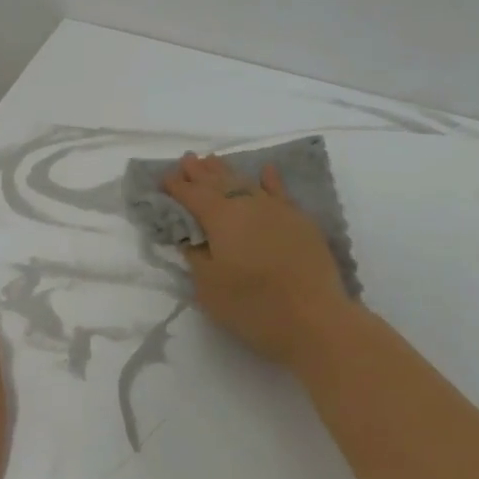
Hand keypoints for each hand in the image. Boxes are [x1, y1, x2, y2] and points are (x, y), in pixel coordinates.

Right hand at [163, 152, 355, 365]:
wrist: (314, 318)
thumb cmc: (252, 306)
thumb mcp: (209, 288)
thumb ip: (196, 257)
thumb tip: (191, 238)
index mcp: (220, 218)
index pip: (193, 195)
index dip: (177, 186)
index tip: (164, 178)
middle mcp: (248, 204)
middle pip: (219, 182)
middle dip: (201, 172)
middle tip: (188, 160)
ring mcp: (277, 210)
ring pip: (247, 182)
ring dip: (228, 171)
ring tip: (214, 161)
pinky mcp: (300, 221)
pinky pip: (280, 192)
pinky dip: (270, 180)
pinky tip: (266, 171)